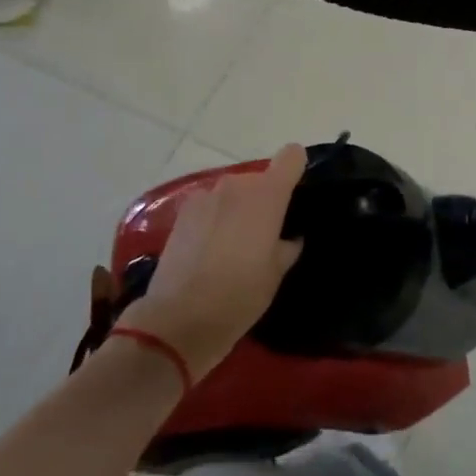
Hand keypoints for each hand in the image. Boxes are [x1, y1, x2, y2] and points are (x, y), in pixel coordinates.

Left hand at [123, 144, 306, 379]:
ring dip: (237, 209)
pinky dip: (214, 218)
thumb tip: (288, 237)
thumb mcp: (276, 274)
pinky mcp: (182, 211)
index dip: (296, 169)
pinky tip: (209, 248)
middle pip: (259, 179)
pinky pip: (209, 205)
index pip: (291, 156)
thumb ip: (287, 245)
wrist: (179, 319)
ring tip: (233, 244)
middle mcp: (237, 185)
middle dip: (264, 200)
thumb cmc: (240, 295)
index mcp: (267, 196)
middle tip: (264, 235)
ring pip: (233, 192)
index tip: (295, 193)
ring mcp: (206, 196)